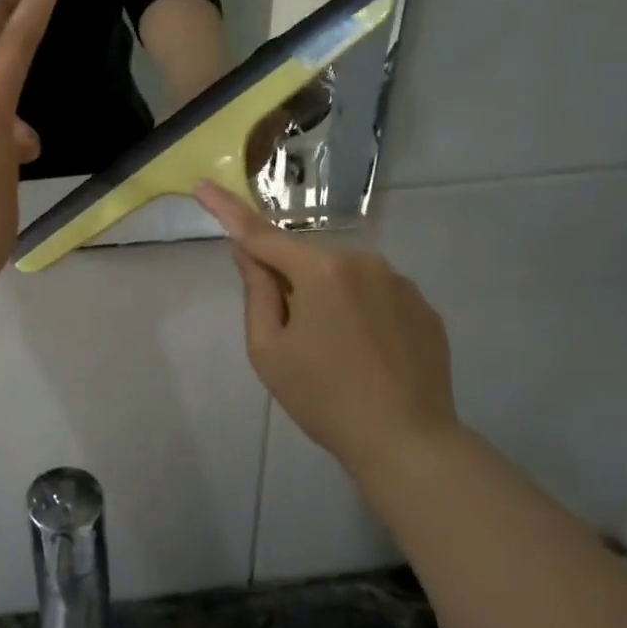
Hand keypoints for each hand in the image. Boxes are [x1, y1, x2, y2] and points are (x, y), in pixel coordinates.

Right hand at [194, 181, 460, 475]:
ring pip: (344, 278)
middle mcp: (363, 261)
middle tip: (293, 338)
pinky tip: (368, 356)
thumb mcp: (269, 350)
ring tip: (337, 355)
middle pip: (307, 261)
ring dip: (329, 299)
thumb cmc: (324, 398)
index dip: (226, 210)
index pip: (261, 235)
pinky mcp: (424, 307)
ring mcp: (400, 283)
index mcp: (320, 271)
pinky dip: (362, 313)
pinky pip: (377, 296)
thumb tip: (249, 255)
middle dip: (291, 283)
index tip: (202, 185)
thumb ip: (256, 293)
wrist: (407, 442)